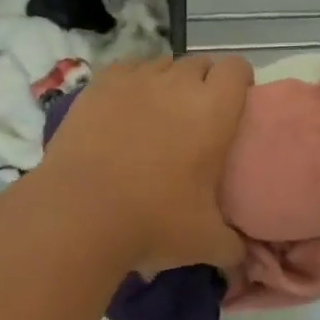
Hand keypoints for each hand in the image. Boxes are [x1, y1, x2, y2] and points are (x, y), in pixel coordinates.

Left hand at [38, 54, 252, 276]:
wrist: (79, 213)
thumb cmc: (153, 222)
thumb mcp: (206, 243)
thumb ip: (232, 246)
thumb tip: (240, 256)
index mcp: (214, 110)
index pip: (238, 68)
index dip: (239, 83)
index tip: (234, 107)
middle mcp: (178, 83)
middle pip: (200, 63)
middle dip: (203, 82)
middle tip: (197, 118)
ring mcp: (135, 80)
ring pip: (162, 63)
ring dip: (167, 82)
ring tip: (158, 113)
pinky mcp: (98, 85)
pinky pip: (126, 69)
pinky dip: (131, 83)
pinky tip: (123, 109)